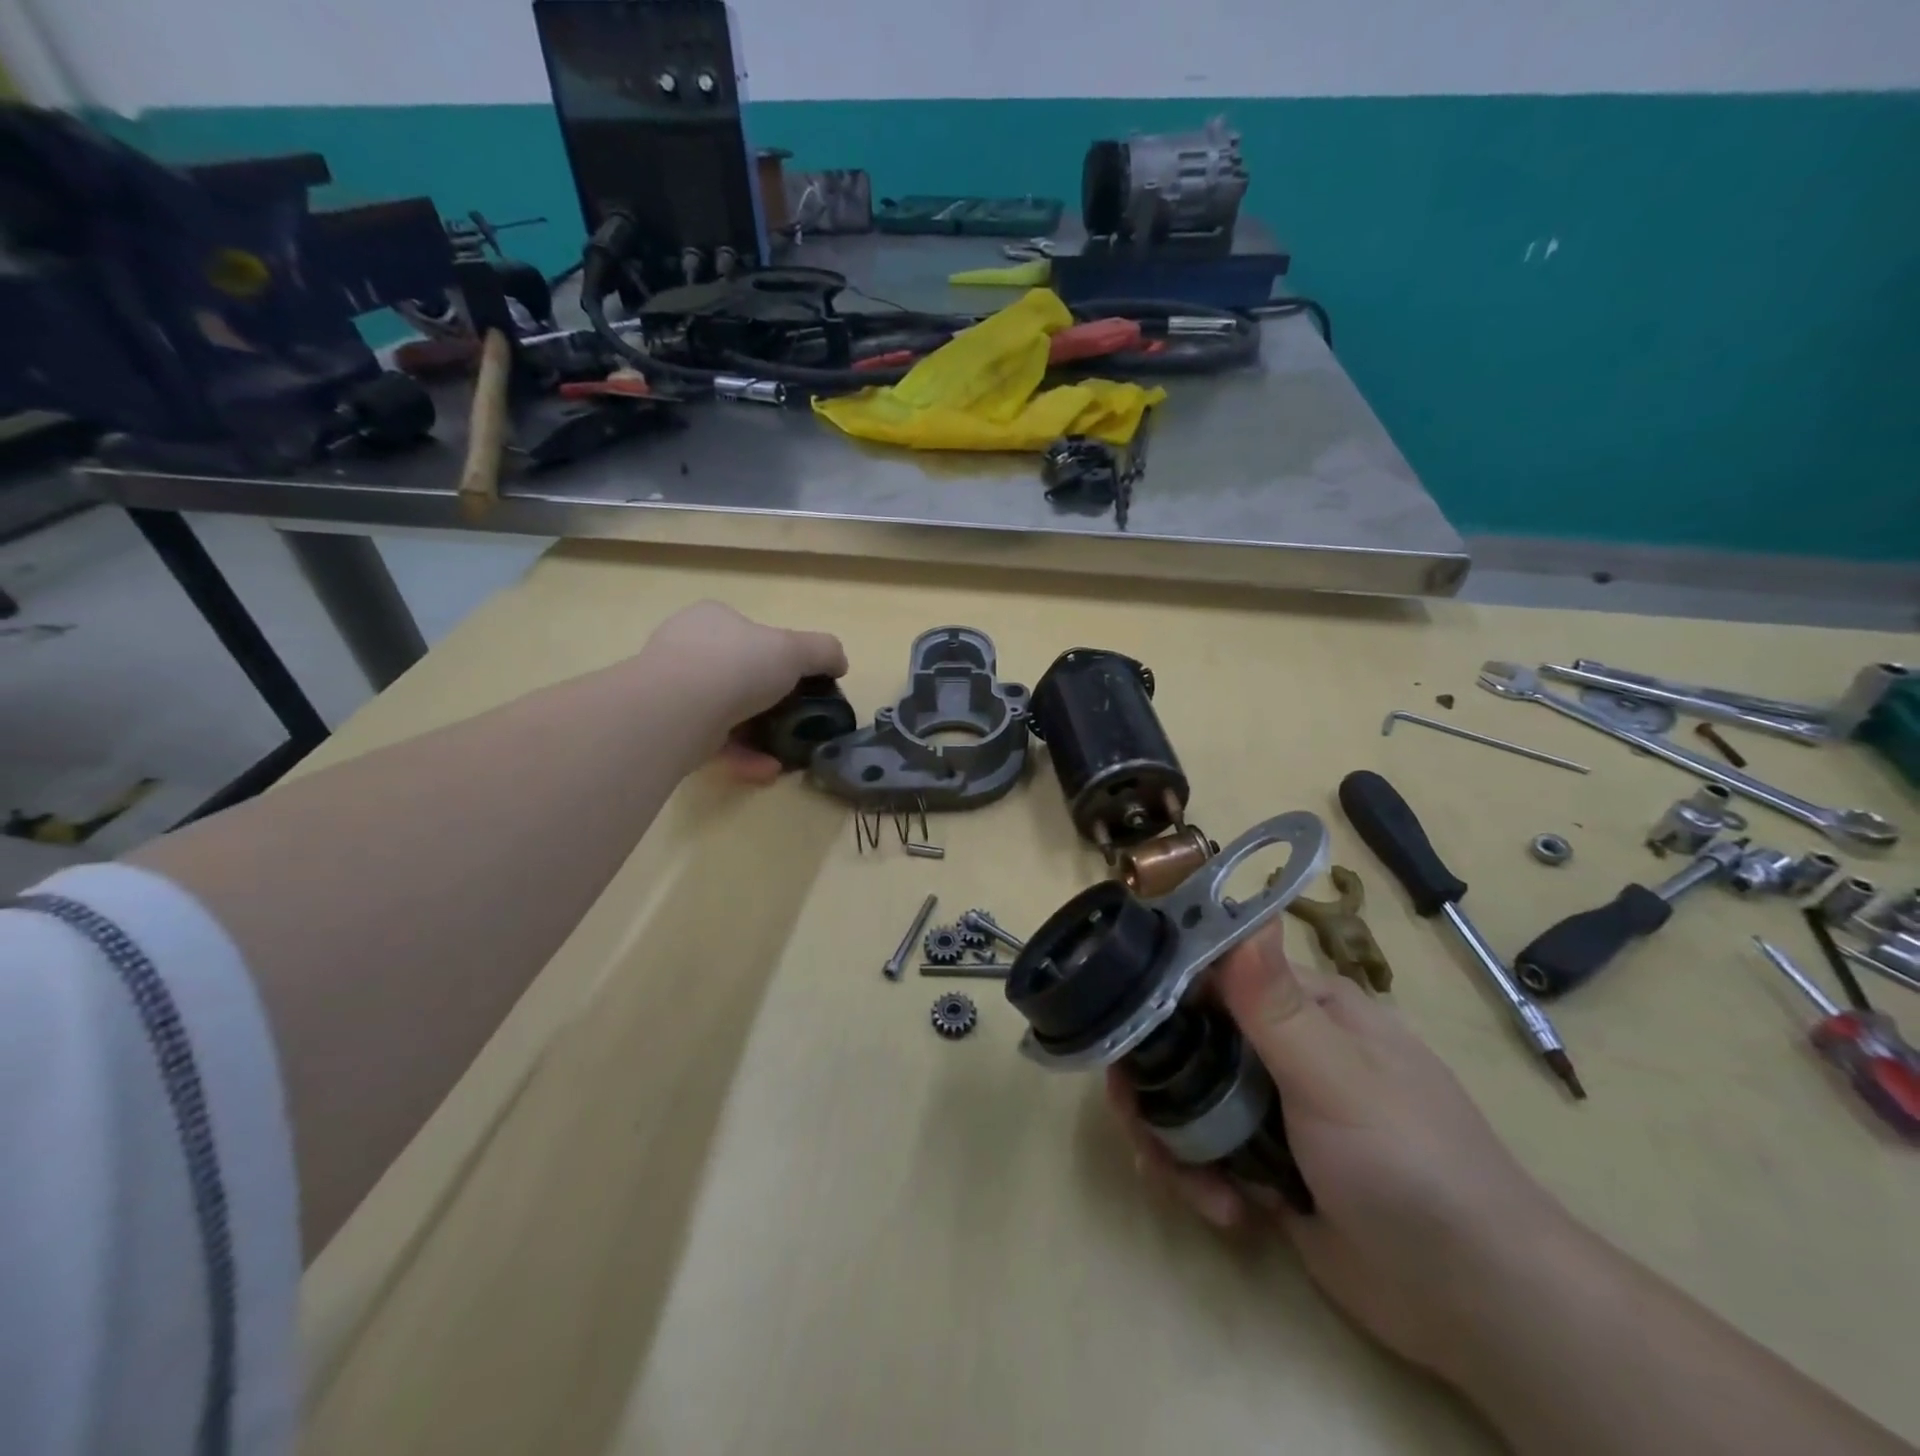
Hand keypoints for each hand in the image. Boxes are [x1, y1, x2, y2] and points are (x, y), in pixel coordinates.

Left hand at [637, 601, 847, 781]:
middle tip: (794, 719)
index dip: (778, 655)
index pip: (749, 632)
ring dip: (758, 733)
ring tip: (786, 751)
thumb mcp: (795, 649)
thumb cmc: (737, 665)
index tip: (800, 681)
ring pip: (724, 712)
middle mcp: (687, 648)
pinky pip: (712, 741)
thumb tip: (840, 663)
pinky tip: (767, 768)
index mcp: (713, 619)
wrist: (679, 709)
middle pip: (736, 673)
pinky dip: (742, 755)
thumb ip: (823, 651)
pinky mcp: (667, 727)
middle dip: (767, 700)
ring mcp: (672, 689)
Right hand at [1109, 921, 1569, 1382]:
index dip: (1160, 993)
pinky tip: (1225, 1213)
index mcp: (1305, 1007)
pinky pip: (1205, 1152)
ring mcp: (1272, 1106)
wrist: (1476, 1306)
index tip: (1119, 1024)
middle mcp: (1283, 1046)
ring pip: (1188, 1099)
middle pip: (1187, 1041)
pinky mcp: (1266, 1163)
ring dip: (1171, 1140)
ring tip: (1181, 1182)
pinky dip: (1199, 1177)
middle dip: (1153, 1082)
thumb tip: (1242, 913)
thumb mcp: (1337, 1079)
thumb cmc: (1410, 1166)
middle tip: (1135, 1122)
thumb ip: (1274, 1004)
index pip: (1213, 974)